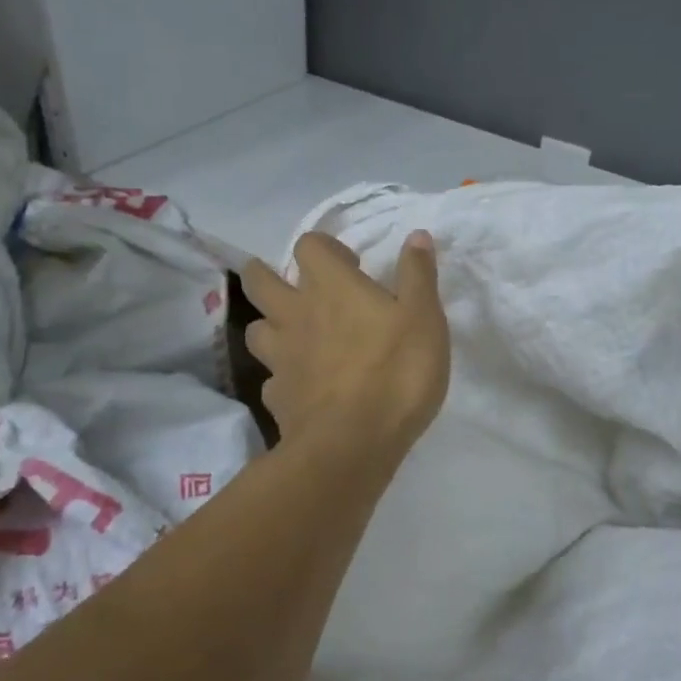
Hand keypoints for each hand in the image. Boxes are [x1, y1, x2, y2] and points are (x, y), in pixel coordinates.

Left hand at [240, 231, 450, 461]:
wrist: (353, 444)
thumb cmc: (396, 372)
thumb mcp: (424, 318)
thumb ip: (418, 274)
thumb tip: (417, 235)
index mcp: (331, 287)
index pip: (308, 245)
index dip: (325, 248)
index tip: (350, 265)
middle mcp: (296, 314)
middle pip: (259, 280)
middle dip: (268, 274)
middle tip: (297, 288)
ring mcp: (280, 357)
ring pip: (256, 329)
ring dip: (270, 326)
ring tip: (294, 336)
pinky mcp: (276, 397)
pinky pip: (271, 379)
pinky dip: (282, 377)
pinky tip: (301, 387)